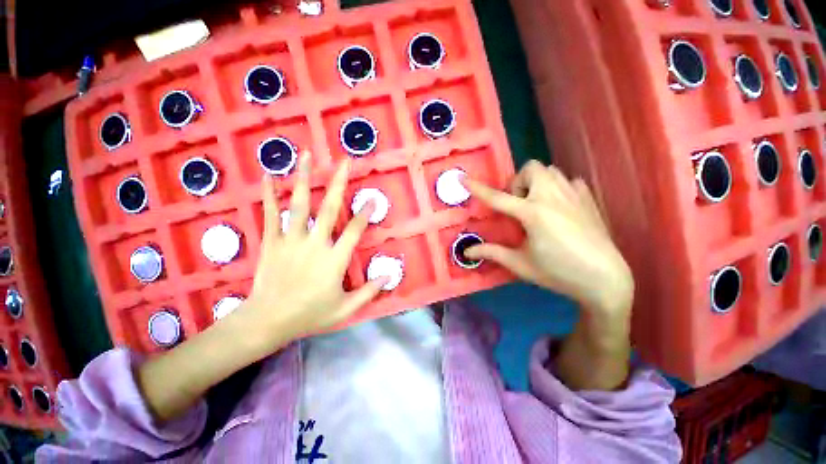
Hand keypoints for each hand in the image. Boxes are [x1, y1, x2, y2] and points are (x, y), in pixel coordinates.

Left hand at [138, 154, 386, 421]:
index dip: (365, 213)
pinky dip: (269, 195)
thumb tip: (389, 276)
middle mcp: (315, 244)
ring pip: (299, 204)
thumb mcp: (345, 310)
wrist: (267, 321)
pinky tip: (268, 176)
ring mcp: (291, 240)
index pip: (354, 231)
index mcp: (334, 260)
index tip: (373, 197)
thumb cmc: (309, 315)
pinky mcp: (272, 242)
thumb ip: (368, 292)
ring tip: (307, 156)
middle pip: (330, 208)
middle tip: (345, 162)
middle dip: (338, 183)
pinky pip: (270, 214)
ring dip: (304, 178)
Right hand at [465, 161, 633, 389]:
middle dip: (519, 182)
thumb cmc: (558, 273)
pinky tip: (560, 208)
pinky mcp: (589, 199)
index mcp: (533, 214)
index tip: (463, 179)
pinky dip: (559, 188)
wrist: (605, 279)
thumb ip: (492, 253)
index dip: (478, 188)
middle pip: (531, 169)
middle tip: (519, 205)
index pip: (498, 198)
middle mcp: (552, 197)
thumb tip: (467, 252)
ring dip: (537, 183)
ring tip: (537, 206)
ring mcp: (574, 195)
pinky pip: (569, 181)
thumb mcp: (520, 264)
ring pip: (550, 171)